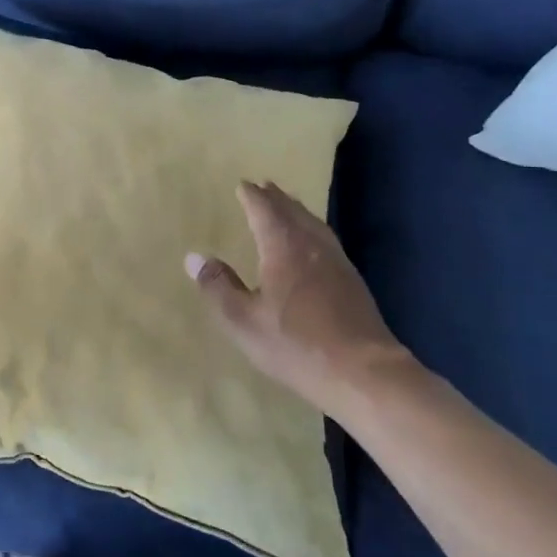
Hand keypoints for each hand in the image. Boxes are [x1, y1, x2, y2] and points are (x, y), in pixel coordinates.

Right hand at [187, 180, 413, 410]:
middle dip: (276, 198)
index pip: (264, 210)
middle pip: (292, 211)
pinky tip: (312, 245)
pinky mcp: (352, 280)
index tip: (243, 184)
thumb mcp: (243, 320)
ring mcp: (336, 261)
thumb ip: (218, 286)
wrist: (363, 372)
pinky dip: (313, 230)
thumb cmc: (296, 344)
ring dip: (297, 211)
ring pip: (314, 224)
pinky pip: (326, 240)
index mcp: (283, 246)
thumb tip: (194, 257)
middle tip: (264, 186)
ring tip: (287, 206)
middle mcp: (311, 245)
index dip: (252, 196)